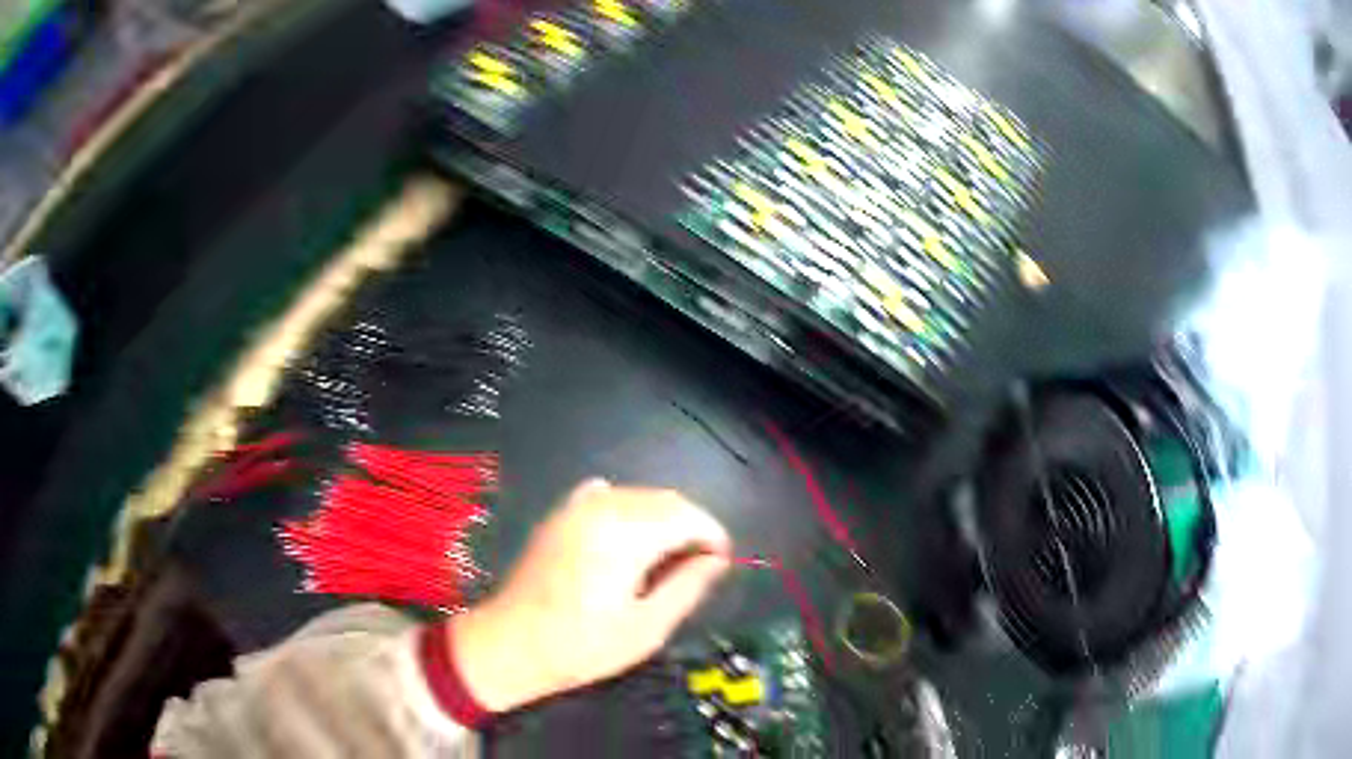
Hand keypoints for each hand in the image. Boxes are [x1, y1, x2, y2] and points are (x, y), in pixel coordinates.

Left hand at [450, 479, 731, 710]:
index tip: (722, 562)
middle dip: (691, 526)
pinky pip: (607, 497)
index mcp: (625, 534)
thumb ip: (687, 587)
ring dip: (663, 519)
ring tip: (667, 559)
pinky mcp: (560, 515)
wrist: (510, 644)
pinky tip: (629, 540)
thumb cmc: (581, 646)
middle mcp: (602, 507)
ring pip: (639, 496)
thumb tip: (717, 560)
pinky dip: (629, 511)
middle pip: (665, 500)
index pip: (687, 516)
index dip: (713, 535)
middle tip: (699, 565)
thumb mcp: (646, 628)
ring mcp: (576, 507)